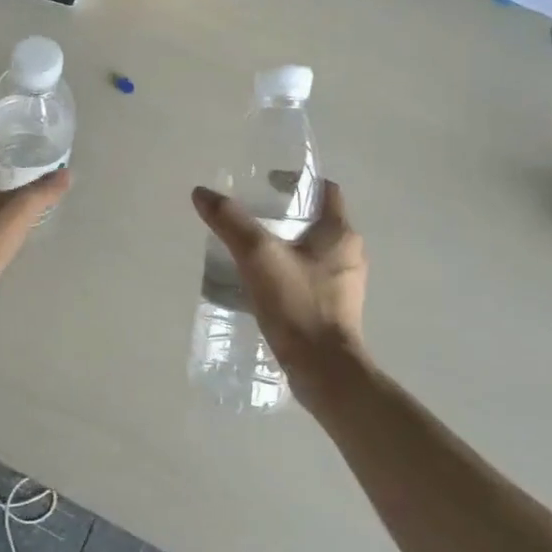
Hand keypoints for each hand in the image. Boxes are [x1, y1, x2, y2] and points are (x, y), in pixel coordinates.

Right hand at [191, 180, 368, 402]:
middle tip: (250, 215)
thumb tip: (202, 193)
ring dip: (285, 244)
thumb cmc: (298, 305)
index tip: (267, 183)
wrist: (324, 370)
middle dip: (285, 214)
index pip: (325, 190)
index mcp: (341, 233)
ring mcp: (344, 283)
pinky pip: (309, 276)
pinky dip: (287, 270)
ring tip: (249, 248)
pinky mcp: (334, 308)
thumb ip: (230, 221)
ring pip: (312, 250)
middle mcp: (349, 253)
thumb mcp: (258, 256)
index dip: (297, 181)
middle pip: (317, 219)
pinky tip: (260, 281)